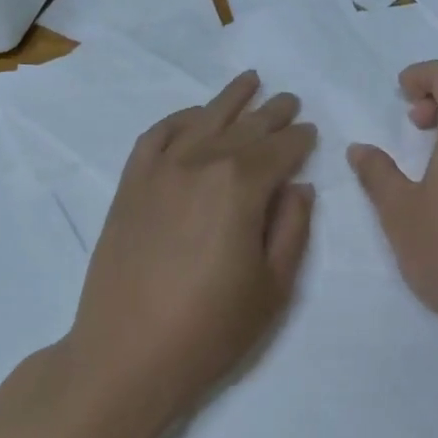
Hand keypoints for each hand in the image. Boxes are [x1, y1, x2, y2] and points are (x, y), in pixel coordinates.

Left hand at [68, 72, 315, 427]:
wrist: (126, 355)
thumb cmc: (210, 329)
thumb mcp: (274, 287)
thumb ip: (293, 228)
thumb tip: (298, 186)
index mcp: (241, 186)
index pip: (281, 149)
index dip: (300, 139)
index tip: (311, 132)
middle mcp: (200, 164)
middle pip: (244, 128)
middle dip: (272, 113)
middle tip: (290, 100)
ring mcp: (159, 171)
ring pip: (202, 120)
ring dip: (229, 100)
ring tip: (250, 81)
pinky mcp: (130, 185)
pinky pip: (156, 136)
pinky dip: (179, 119)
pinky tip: (194, 116)